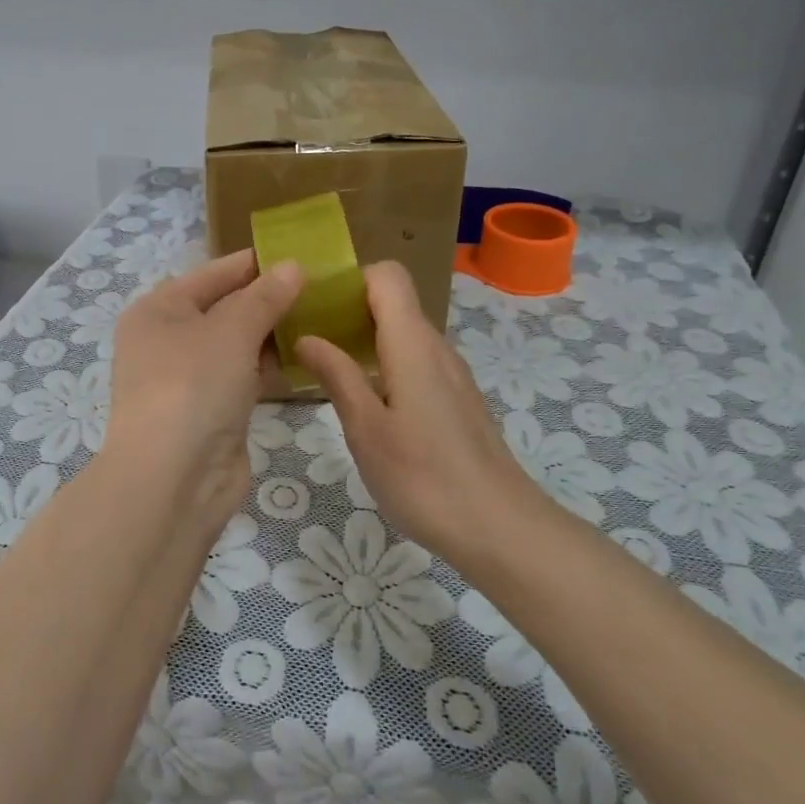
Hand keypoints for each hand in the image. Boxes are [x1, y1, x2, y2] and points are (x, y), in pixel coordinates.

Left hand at [104, 249, 303, 531]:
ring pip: (236, 344)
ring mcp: (188, 379)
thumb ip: (264, 297)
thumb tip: (292, 266)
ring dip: (272, 334)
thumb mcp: (230, 331)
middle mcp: (168, 340)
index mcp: (158, 310)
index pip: (212, 273)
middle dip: (268, 299)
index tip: (300, 253)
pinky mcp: (210, 410)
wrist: (173, 480)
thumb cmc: (193, 387)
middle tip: (321, 287)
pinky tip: (303, 357)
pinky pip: (243, 376)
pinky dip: (268, 367)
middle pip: (224, 308)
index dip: (254, 263)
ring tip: (322, 316)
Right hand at [297, 262, 543, 551]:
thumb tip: (307, 337)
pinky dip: (385, 364)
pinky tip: (365, 401)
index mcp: (412, 343)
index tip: (313, 302)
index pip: (387, 275)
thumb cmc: (423, 477)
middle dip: (347, 309)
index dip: (350, 278)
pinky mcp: (456, 400)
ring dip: (364, 339)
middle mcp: (436, 347)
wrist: (499, 528)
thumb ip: (337, 376)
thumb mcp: (366, 429)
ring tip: (325, 368)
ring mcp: (450, 374)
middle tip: (306, 337)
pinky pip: (415, 361)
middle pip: (393, 302)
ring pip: (403, 334)